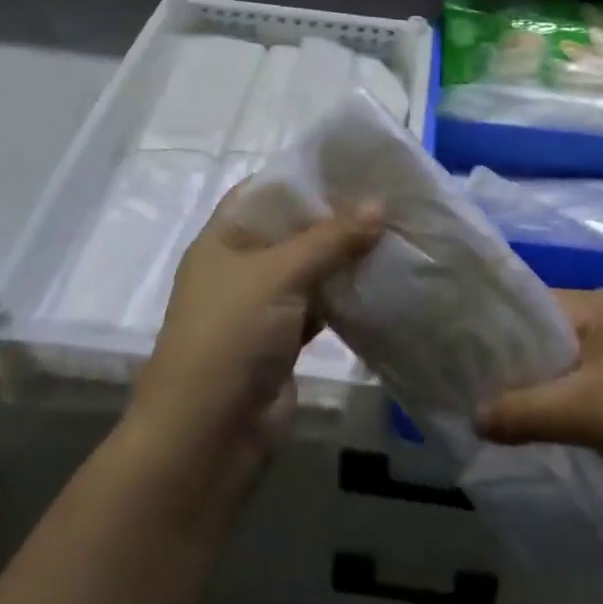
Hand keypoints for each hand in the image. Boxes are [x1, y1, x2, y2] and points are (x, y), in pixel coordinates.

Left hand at [124, 190, 382, 498]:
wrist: (207, 440)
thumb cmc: (230, 338)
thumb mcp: (279, 275)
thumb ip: (331, 238)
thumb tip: (380, 205)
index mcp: (223, 239)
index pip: (264, 191)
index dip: (303, 175)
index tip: (351, 163)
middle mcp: (241, 267)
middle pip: (292, 229)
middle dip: (335, 216)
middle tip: (387, 196)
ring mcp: (262, 307)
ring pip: (310, 268)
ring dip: (345, 256)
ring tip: (395, 231)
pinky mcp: (283, 341)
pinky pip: (320, 305)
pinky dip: (346, 294)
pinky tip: (382, 279)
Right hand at [478, 288, 602, 505]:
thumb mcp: (585, 411)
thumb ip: (524, 412)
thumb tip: (472, 416)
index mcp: (598, 305)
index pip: (531, 304)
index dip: (496, 330)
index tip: (460, 355)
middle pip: (546, 336)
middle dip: (514, 365)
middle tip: (470, 390)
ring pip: (564, 365)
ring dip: (537, 389)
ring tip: (494, 413)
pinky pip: (584, 386)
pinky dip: (561, 404)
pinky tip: (537, 428)